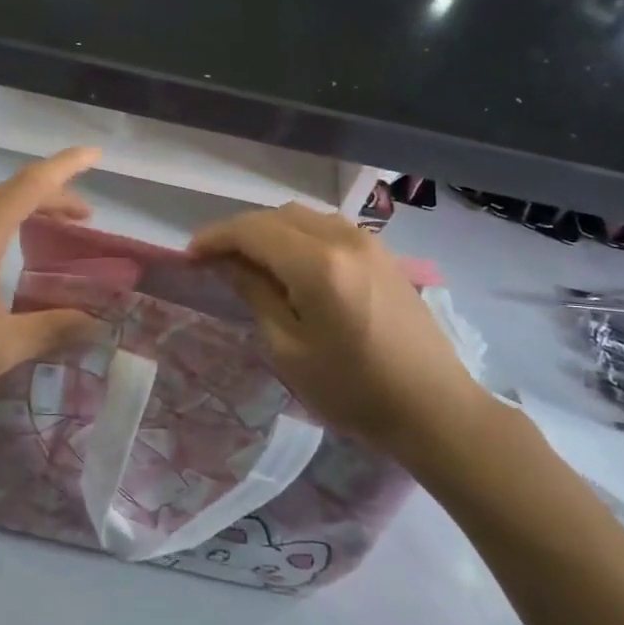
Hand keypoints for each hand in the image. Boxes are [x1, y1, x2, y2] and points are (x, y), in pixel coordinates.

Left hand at [0, 148, 108, 420]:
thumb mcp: (0, 347)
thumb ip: (52, 329)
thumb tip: (98, 325)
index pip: (30, 185)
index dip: (66, 167)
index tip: (95, 155)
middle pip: (10, 192)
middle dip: (51, 197)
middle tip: (83, 218)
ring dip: (22, 211)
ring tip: (50, 233)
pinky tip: (2, 254)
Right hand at [189, 204, 488, 455]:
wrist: (434, 408)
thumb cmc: (354, 390)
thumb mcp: (290, 350)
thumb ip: (256, 295)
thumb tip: (229, 263)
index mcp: (317, 264)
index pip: (252, 231)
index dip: (215, 238)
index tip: (190, 256)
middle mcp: (343, 239)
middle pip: (276, 215)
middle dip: (240, 231)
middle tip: (215, 261)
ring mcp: (368, 242)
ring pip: (303, 216)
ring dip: (270, 230)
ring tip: (249, 260)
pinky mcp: (382, 254)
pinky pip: (328, 227)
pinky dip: (298, 235)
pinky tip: (291, 262)